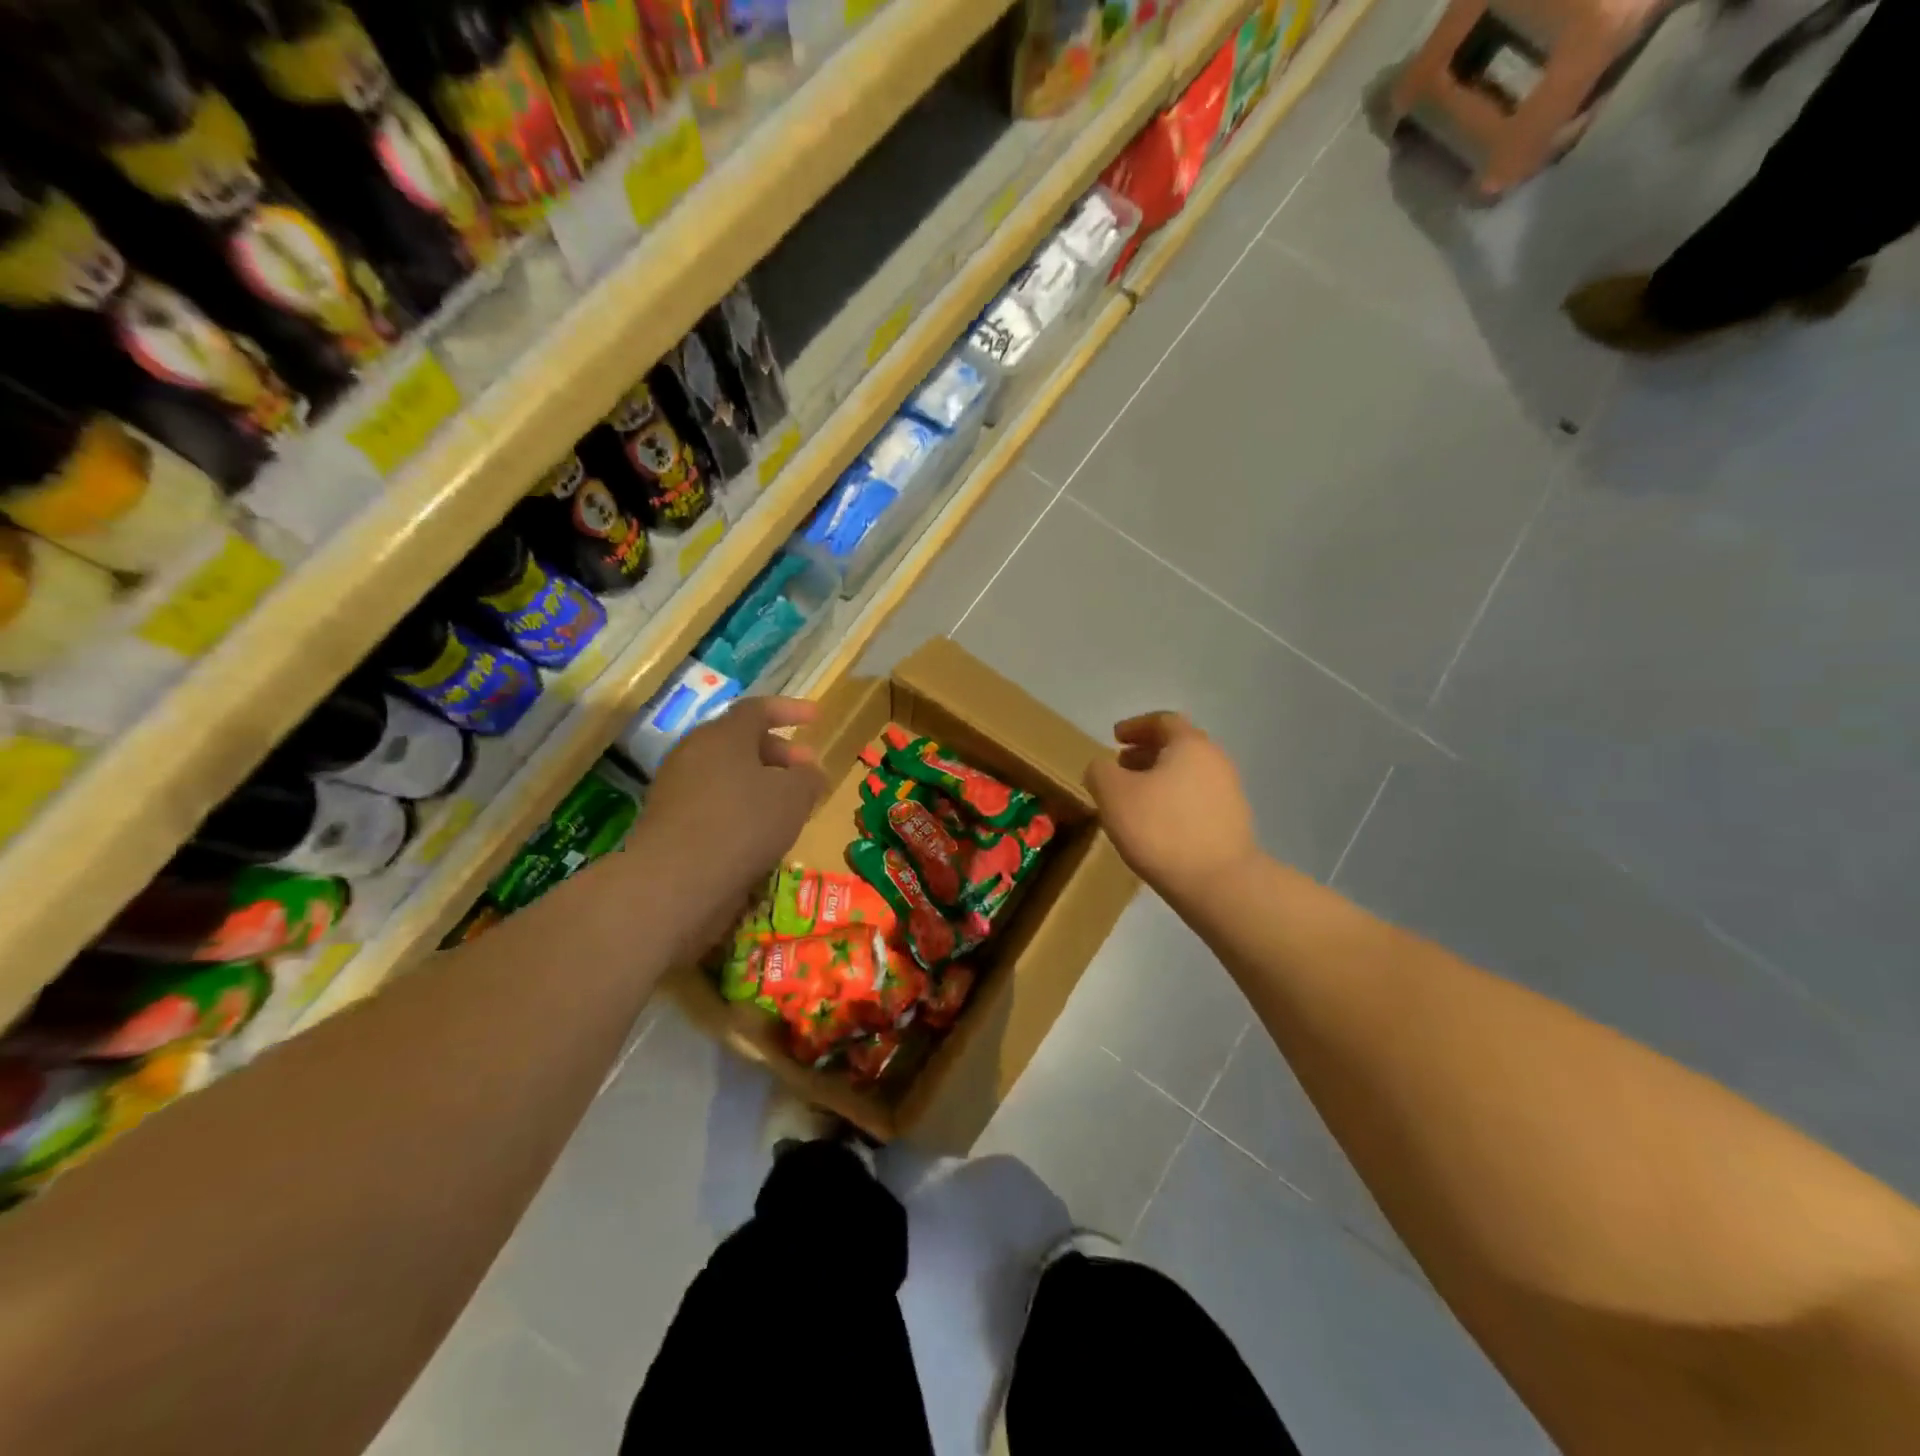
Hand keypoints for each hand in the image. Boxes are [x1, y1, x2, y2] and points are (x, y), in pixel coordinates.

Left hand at [632, 696, 826, 957]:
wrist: (675, 881)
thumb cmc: (743, 824)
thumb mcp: (794, 796)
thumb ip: (808, 777)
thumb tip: (808, 771)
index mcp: (723, 734)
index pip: (758, 709)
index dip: (790, 710)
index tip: (816, 718)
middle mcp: (694, 751)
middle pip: (740, 741)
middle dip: (779, 752)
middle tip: (806, 769)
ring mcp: (675, 786)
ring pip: (726, 773)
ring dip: (759, 782)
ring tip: (787, 805)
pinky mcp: (668, 820)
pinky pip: (712, 801)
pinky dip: (739, 807)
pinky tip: (758, 832)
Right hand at [1084, 712, 1259, 909]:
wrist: (1219, 883)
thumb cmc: (1161, 829)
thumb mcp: (1113, 795)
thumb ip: (1100, 772)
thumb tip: (1102, 767)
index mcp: (1189, 744)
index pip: (1162, 721)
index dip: (1135, 726)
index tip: (1115, 738)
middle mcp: (1215, 760)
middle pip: (1177, 746)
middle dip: (1146, 753)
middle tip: (1120, 767)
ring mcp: (1229, 792)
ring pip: (1187, 774)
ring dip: (1159, 778)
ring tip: (1134, 799)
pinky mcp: (1232, 823)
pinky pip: (1196, 800)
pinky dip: (1173, 801)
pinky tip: (1156, 824)